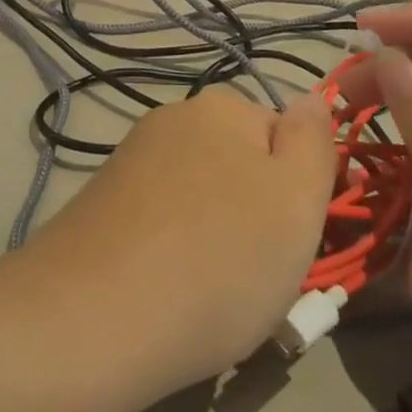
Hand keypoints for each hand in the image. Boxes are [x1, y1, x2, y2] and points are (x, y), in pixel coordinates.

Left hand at [22, 89, 335, 395]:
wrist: (97, 314)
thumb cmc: (220, 257)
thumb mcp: (297, 198)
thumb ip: (314, 141)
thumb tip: (310, 98)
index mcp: (221, 108)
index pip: (285, 138)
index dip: (302, 192)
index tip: (302, 243)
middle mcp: (172, 119)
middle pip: (241, 166)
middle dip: (259, 216)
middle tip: (262, 277)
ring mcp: (132, 158)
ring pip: (202, 197)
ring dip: (219, 237)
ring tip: (217, 297)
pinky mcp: (104, 200)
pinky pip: (162, 220)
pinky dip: (176, 250)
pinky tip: (171, 291)